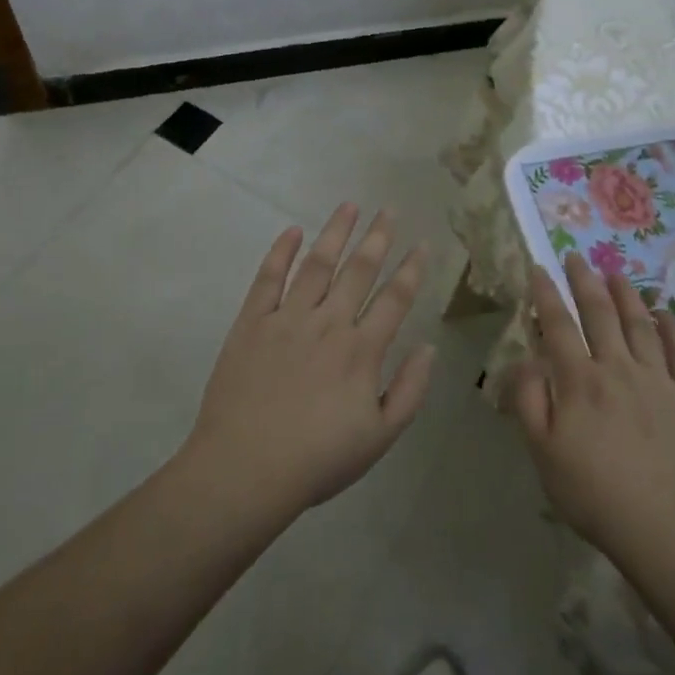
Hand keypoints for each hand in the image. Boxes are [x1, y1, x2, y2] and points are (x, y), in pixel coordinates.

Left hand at [181, 204, 433, 519]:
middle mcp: (329, 323)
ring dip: (336, 232)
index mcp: (362, 350)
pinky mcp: (252, 322)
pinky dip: (281, 252)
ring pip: (317, 265)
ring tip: (350, 206)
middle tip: (389, 209)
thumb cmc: (317, 459)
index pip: (395, 298)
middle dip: (378, 237)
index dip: (412, 269)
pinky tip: (293, 231)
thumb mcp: (380, 437)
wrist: (245, 469)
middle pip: (359, 270)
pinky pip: (268, 278)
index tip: (423, 242)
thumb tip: (429, 347)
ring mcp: (287, 318)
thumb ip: (410, 390)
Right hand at [512, 253, 674, 570]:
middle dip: (584, 281)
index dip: (546, 295)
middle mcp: (618, 368)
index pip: (558, 326)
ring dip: (626, 294)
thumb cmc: (595, 494)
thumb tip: (526, 360)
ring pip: (639, 323)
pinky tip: (664, 312)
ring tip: (615, 272)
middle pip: (599, 313)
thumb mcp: (543, 454)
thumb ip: (529, 402)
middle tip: (576, 257)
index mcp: (579, 381)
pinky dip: (672, 327)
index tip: (539, 269)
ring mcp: (658, 379)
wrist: (668, 529)